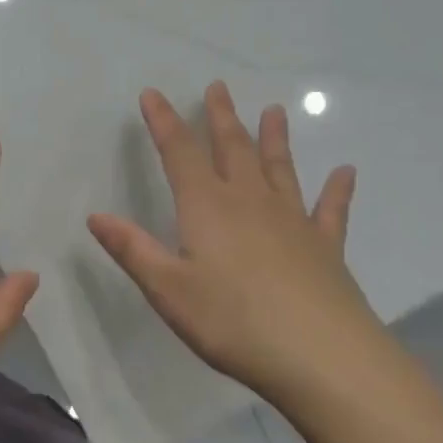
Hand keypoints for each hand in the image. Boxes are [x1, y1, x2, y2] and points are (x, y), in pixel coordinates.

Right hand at [87, 81, 380, 398]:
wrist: (321, 356)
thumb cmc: (233, 322)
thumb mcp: (168, 290)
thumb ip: (133, 249)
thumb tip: (96, 216)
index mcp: (207, 207)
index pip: (179, 153)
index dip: (164, 122)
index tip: (153, 94)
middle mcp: (250, 202)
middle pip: (233, 149)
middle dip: (221, 117)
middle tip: (218, 87)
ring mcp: (293, 221)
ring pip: (280, 168)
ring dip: (274, 139)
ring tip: (275, 111)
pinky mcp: (325, 247)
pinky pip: (330, 209)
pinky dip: (337, 190)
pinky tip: (347, 172)